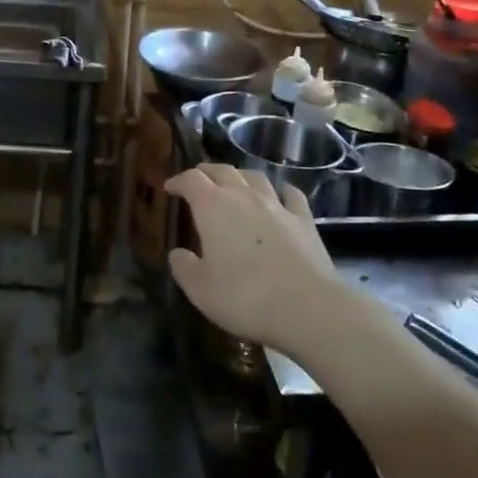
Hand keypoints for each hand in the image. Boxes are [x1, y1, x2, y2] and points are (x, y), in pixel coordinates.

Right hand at [164, 164, 337, 352]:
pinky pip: (291, 195)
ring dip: (241, 177)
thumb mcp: (200, 290)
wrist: (307, 307)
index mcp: (213, 207)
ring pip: (255, 178)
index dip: (178, 180)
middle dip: (207, 172)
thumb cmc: (245, 297)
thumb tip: (178, 253)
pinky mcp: (304, 220)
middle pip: (223, 171)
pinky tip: (281, 195)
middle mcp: (244, 196)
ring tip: (235, 183)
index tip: (170, 188)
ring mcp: (277, 206)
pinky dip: (281, 191)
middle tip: (198, 179)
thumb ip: (184, 268)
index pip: (191, 180)